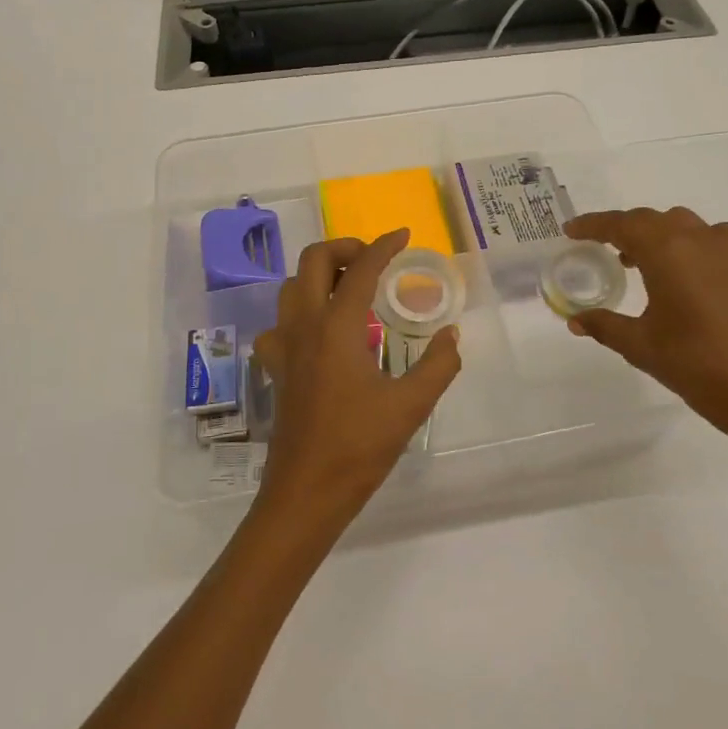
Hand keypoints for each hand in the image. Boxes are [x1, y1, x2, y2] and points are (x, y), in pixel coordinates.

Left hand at [252, 229, 461, 531]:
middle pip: (312, 261)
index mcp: (336, 327)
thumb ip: (438, 364)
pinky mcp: (276, 368)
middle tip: (374, 259)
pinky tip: (319, 331)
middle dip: (344, 247)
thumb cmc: (359, 447)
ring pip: (290, 286)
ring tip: (349, 286)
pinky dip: (300, 310)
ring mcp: (284, 346)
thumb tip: (451, 334)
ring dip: (319, 274)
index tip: (404, 235)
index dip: (383, 246)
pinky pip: (280, 322)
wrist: (306, 493)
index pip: (360, 269)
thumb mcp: (411, 405)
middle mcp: (304, 326)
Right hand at [565, 208, 727, 463]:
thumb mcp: (640, 344)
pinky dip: (682, 243)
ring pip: (679, 225)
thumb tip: (575, 320)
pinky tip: (676, 271)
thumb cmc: (695, 363)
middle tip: (596, 245)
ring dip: (652, 234)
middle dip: (621, 229)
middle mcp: (696, 238)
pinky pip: (705, 238)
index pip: (621, 224)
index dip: (592, 225)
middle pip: (649, 220)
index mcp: (667, 250)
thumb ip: (604, 325)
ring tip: (632, 260)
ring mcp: (725, 249)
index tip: (570, 230)